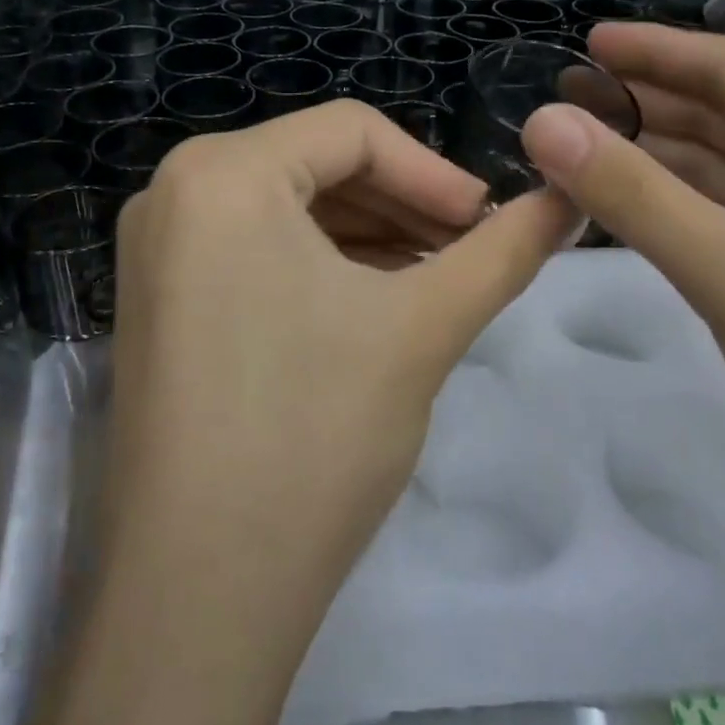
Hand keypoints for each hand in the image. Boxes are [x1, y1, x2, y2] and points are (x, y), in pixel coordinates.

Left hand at [108, 99, 578, 615]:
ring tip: (434, 277)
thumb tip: (568, 201)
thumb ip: (503, 251)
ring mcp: (156, 249)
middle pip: (316, 166)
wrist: (199, 593)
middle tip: (469, 249)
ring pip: (287, 210)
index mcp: (221, 172)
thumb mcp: (422, 327)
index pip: (352, 132)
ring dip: (368, 235)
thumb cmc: (313, 435)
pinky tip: (372, 300)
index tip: (488, 221)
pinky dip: (319, 264)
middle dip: (402, 204)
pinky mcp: (157, 300)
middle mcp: (172, 191)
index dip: (433, 172)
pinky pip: (252, 250)